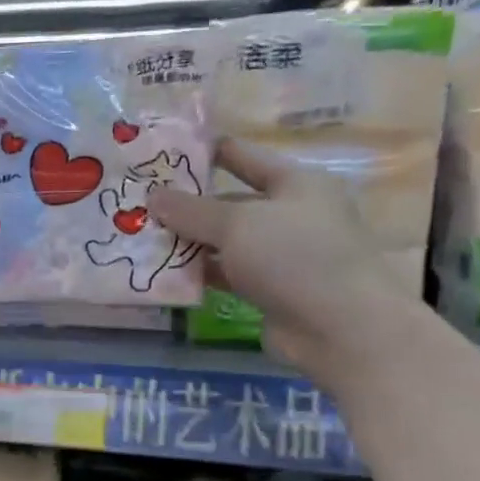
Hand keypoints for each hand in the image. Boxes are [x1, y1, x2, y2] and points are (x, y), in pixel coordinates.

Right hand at [147, 139, 414, 383]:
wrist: (341, 327)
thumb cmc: (295, 257)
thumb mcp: (237, 225)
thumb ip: (191, 210)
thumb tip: (152, 196)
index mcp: (296, 182)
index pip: (242, 157)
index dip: (203, 153)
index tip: (161, 154)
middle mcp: (291, 213)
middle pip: (230, 203)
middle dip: (187, 207)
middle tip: (139, 207)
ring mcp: (282, 254)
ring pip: (226, 241)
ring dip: (189, 242)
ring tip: (143, 240)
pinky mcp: (272, 289)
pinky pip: (228, 273)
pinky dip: (201, 272)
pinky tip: (165, 274)